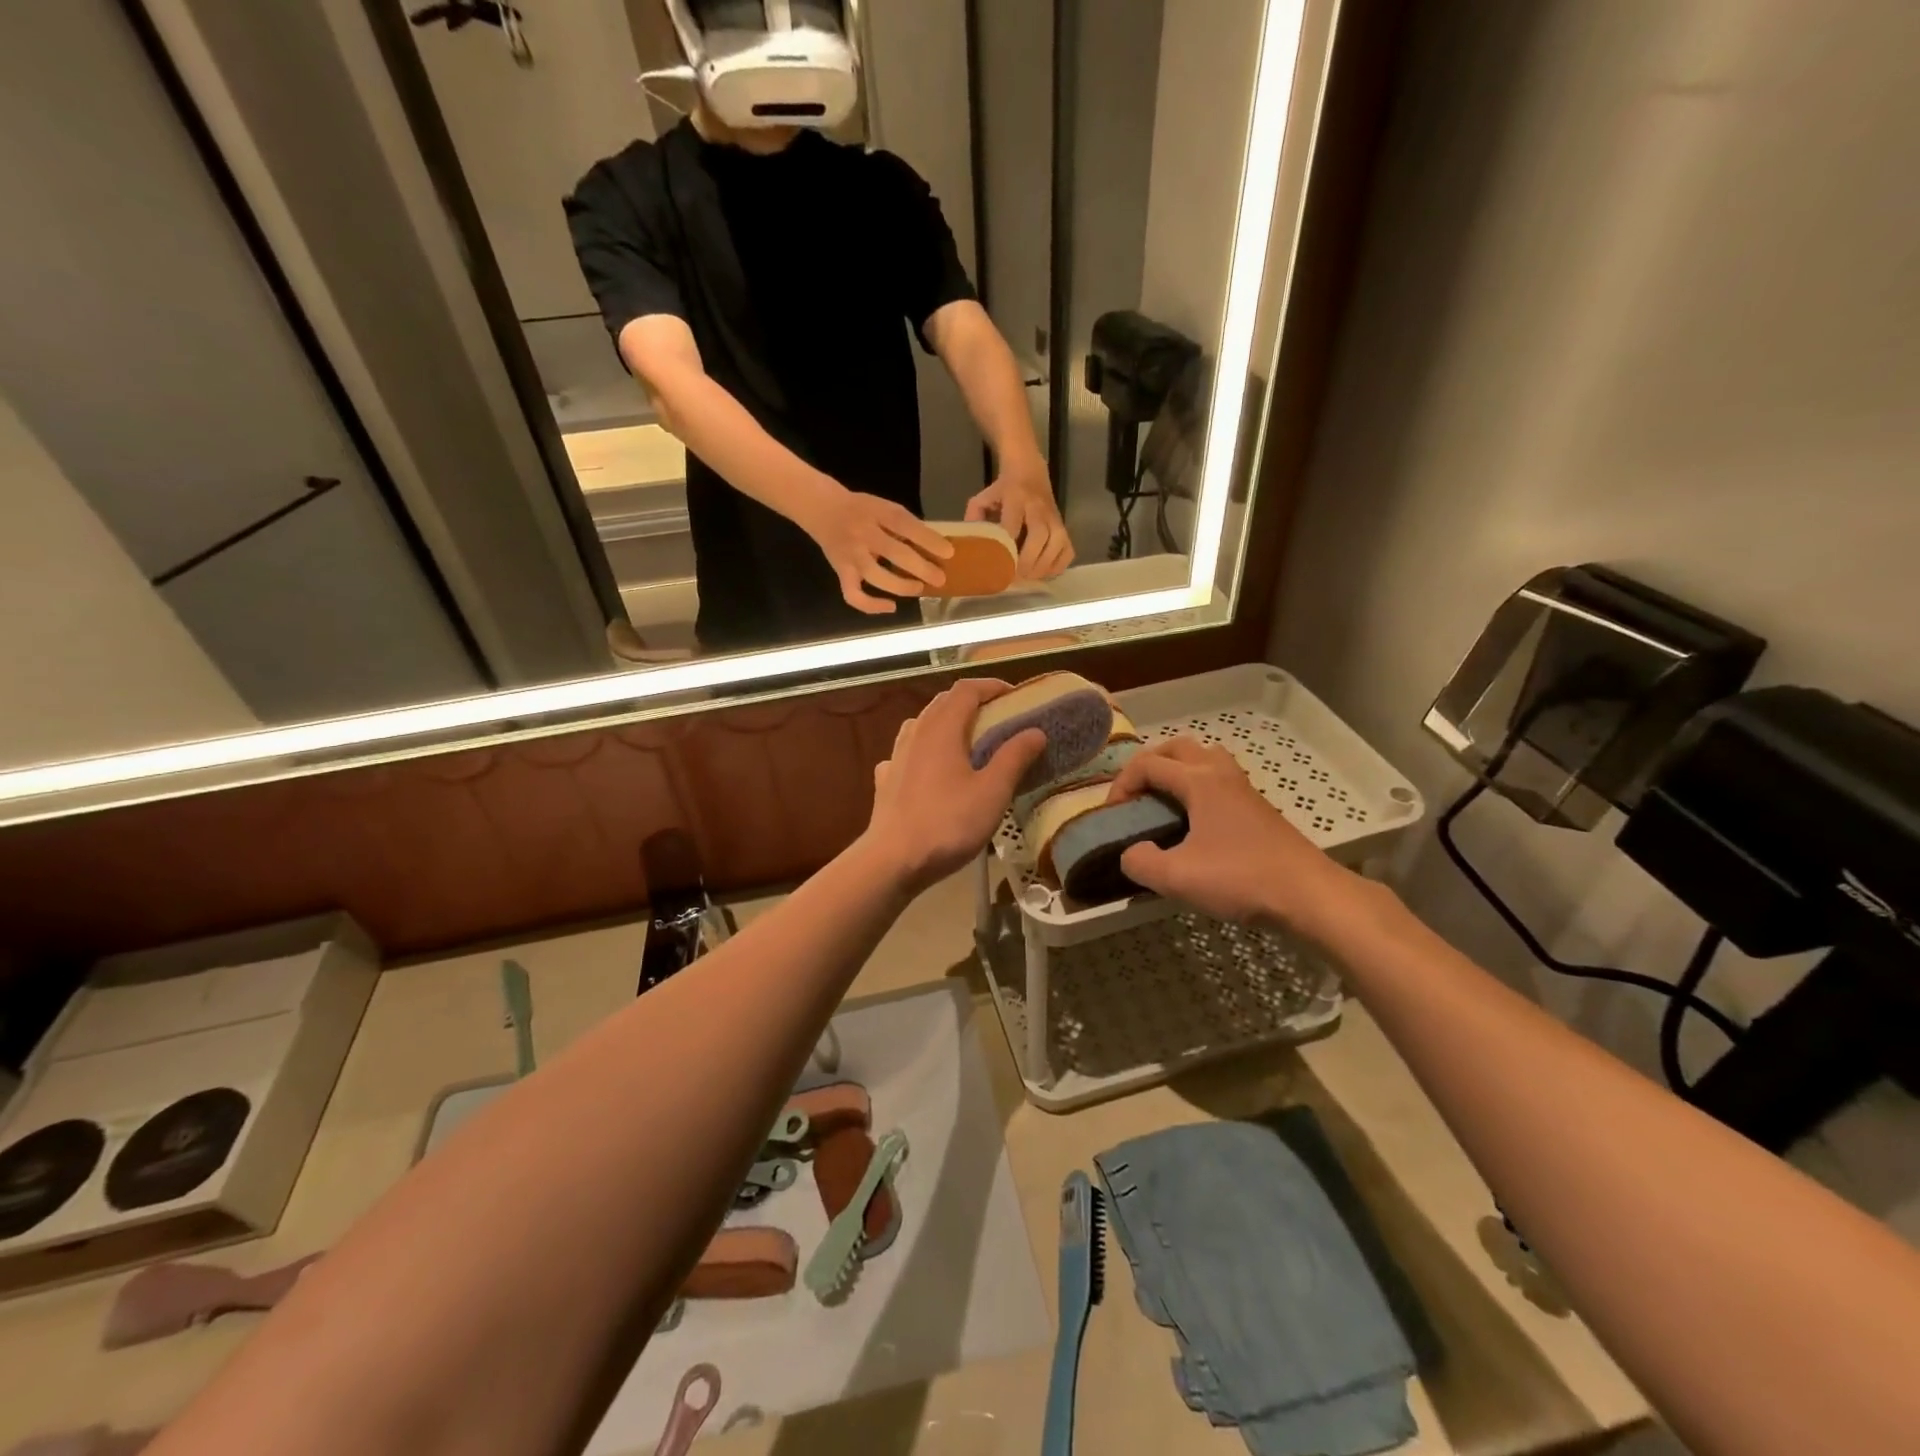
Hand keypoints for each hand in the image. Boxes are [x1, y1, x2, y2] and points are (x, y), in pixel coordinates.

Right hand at [798, 487, 952, 613]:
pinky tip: (891, 607)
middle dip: (921, 568)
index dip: (929, 540)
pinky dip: (872, 605)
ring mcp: (850, 555)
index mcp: (877, 512)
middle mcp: (862, 534)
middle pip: (894, 553)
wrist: (822, 509)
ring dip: (901, 586)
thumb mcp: (884, 507)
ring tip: (918, 588)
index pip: (905, 525)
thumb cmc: (861, 510)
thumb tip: (935, 547)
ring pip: (876, 576)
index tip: (949, 553)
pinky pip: (854, 595)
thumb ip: (905, 525)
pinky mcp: (841, 572)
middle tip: (940, 578)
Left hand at [863, 679, 1046, 893]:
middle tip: (998, 716)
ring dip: (945, 723)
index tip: (1014, 695)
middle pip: (942, 703)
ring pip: (921, 724)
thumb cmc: (948, 823)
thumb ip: (1014, 757)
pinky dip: (924, 750)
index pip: (966, 690)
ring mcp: (896, 756)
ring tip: (966, 740)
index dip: (991, 686)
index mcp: (942, 729)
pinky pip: (906, 752)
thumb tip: (1035, 731)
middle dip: (971, 702)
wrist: (893, 860)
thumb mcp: (992, 792)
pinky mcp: (886, 780)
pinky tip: (929, 769)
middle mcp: (916, 733)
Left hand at [965, 455, 1073, 578]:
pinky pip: (1067, 549)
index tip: (1000, 564)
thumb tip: (971, 547)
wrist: (1029, 470)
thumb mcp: (983, 498)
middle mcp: (1038, 507)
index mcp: (1015, 498)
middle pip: (1040, 535)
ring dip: (1043, 565)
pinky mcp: (1065, 526)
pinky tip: (1045, 573)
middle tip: (1016, 577)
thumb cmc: (1002, 489)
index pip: (1013, 523)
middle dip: (1028, 559)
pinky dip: (1058, 565)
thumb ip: (974, 519)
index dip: (1008, 545)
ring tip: (1029, 578)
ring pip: (1057, 543)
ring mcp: (1054, 517)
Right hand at [1105, 737, 1378, 944]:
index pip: (1148, 764)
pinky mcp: (1259, 807)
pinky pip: (1220, 778)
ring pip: (1205, 758)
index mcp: (1199, 781)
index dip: (1122, 784)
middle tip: (1135, 794)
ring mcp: (1244, 789)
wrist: (1309, 895)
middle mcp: (1221, 774)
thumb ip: (1140, 863)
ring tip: (1165, 799)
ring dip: (1178, 769)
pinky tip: (1196, 821)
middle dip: (1149, 764)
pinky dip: (1199, 785)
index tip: (1113, 814)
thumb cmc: (1241, 878)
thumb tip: (1131, 853)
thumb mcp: (1177, 877)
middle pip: (1178, 748)